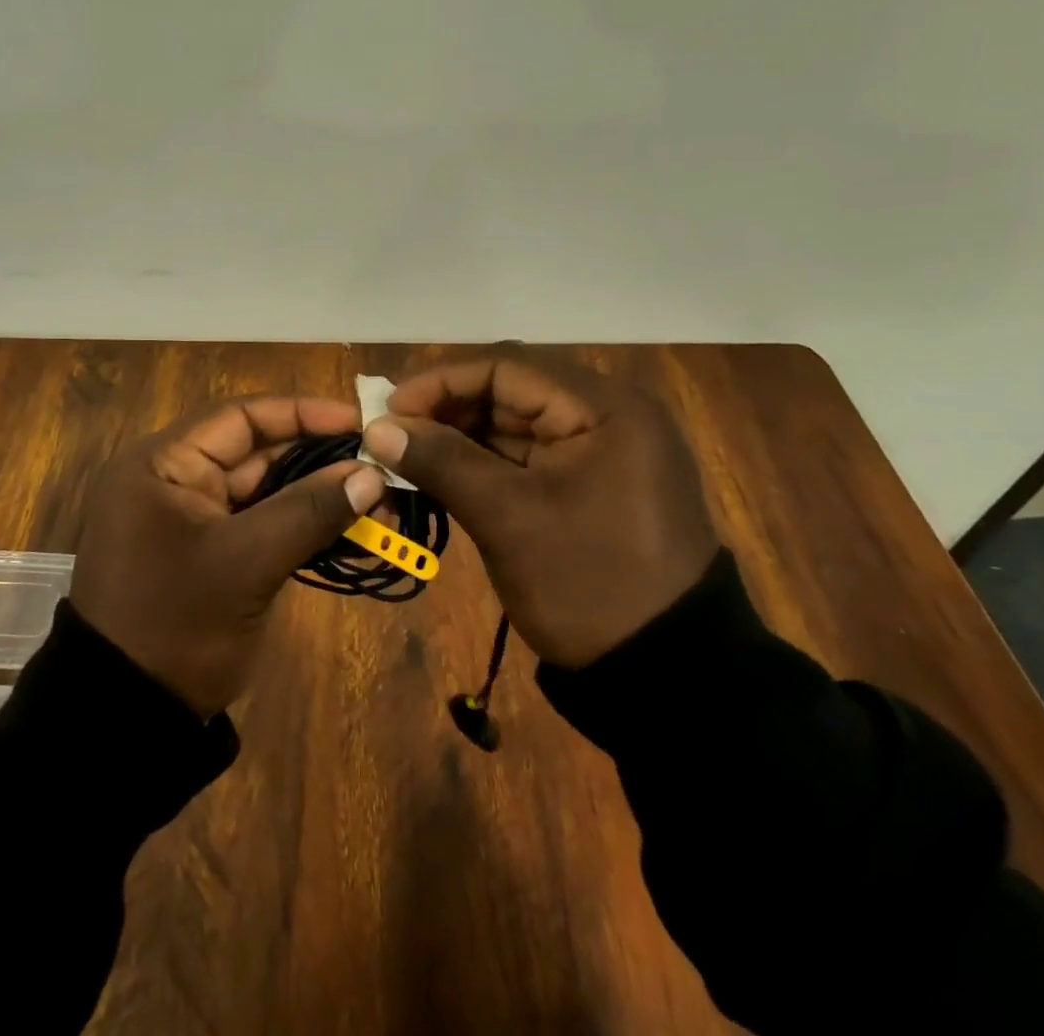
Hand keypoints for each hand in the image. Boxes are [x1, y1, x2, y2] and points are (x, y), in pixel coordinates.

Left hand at [70, 396, 384, 716]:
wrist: (128, 719)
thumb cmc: (176, 625)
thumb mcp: (245, 562)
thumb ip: (308, 511)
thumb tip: (371, 474)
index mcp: (163, 464)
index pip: (239, 417)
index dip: (302, 414)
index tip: (359, 423)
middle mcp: (175, 480)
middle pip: (257, 452)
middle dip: (320, 461)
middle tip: (381, 468)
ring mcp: (193, 519)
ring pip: (266, 491)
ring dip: (319, 497)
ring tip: (379, 504)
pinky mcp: (211, 554)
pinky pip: (263, 526)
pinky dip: (304, 528)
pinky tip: (353, 535)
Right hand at [362, 352, 717, 669]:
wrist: (666, 675)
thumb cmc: (588, 584)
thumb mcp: (508, 519)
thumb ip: (441, 461)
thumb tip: (378, 427)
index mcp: (605, 408)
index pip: (507, 368)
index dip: (441, 382)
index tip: (389, 410)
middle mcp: (609, 415)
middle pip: (511, 392)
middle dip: (447, 410)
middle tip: (391, 434)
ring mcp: (603, 450)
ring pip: (516, 424)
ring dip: (461, 437)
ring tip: (406, 455)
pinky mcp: (593, 482)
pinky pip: (528, 456)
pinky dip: (484, 462)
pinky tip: (442, 473)